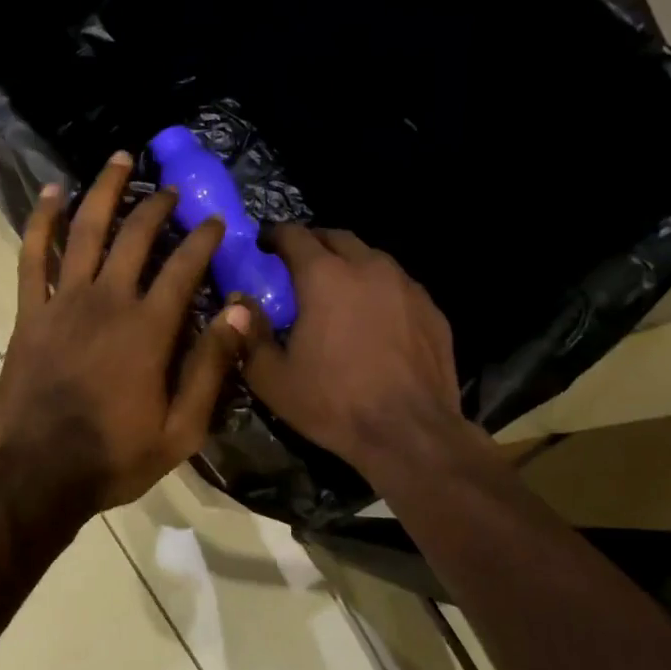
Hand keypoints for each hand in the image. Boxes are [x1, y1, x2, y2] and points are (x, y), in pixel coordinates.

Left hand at [0, 151, 253, 513]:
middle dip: (157, 206)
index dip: (203, 240)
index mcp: (149, 329)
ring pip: (85, 231)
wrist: (39, 474)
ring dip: (104, 191)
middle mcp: (107, 301)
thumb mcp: (181, 429)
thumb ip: (211, 367)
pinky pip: (32, 256)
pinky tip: (52, 192)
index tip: (216, 222)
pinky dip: (41, 221)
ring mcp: (63, 302)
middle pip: (135, 237)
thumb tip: (241, 312)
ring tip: (119, 159)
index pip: (184, 268)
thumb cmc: (116, 456)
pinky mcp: (29, 312)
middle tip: (171, 189)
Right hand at [243, 226, 478, 484]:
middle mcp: (368, 268)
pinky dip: (379, 290)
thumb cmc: (334, 403)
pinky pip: (399, 286)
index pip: (295, 235)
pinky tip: (374, 319)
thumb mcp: (272, 378)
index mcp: (324, 277)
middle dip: (314, 243)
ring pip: (372, 258)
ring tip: (337, 289)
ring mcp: (406, 286)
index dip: (275, 235)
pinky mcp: (432, 309)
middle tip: (298, 264)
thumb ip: (249, 334)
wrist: (410, 434)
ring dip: (349, 264)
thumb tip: (238, 304)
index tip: (264, 245)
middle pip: (336, 237)